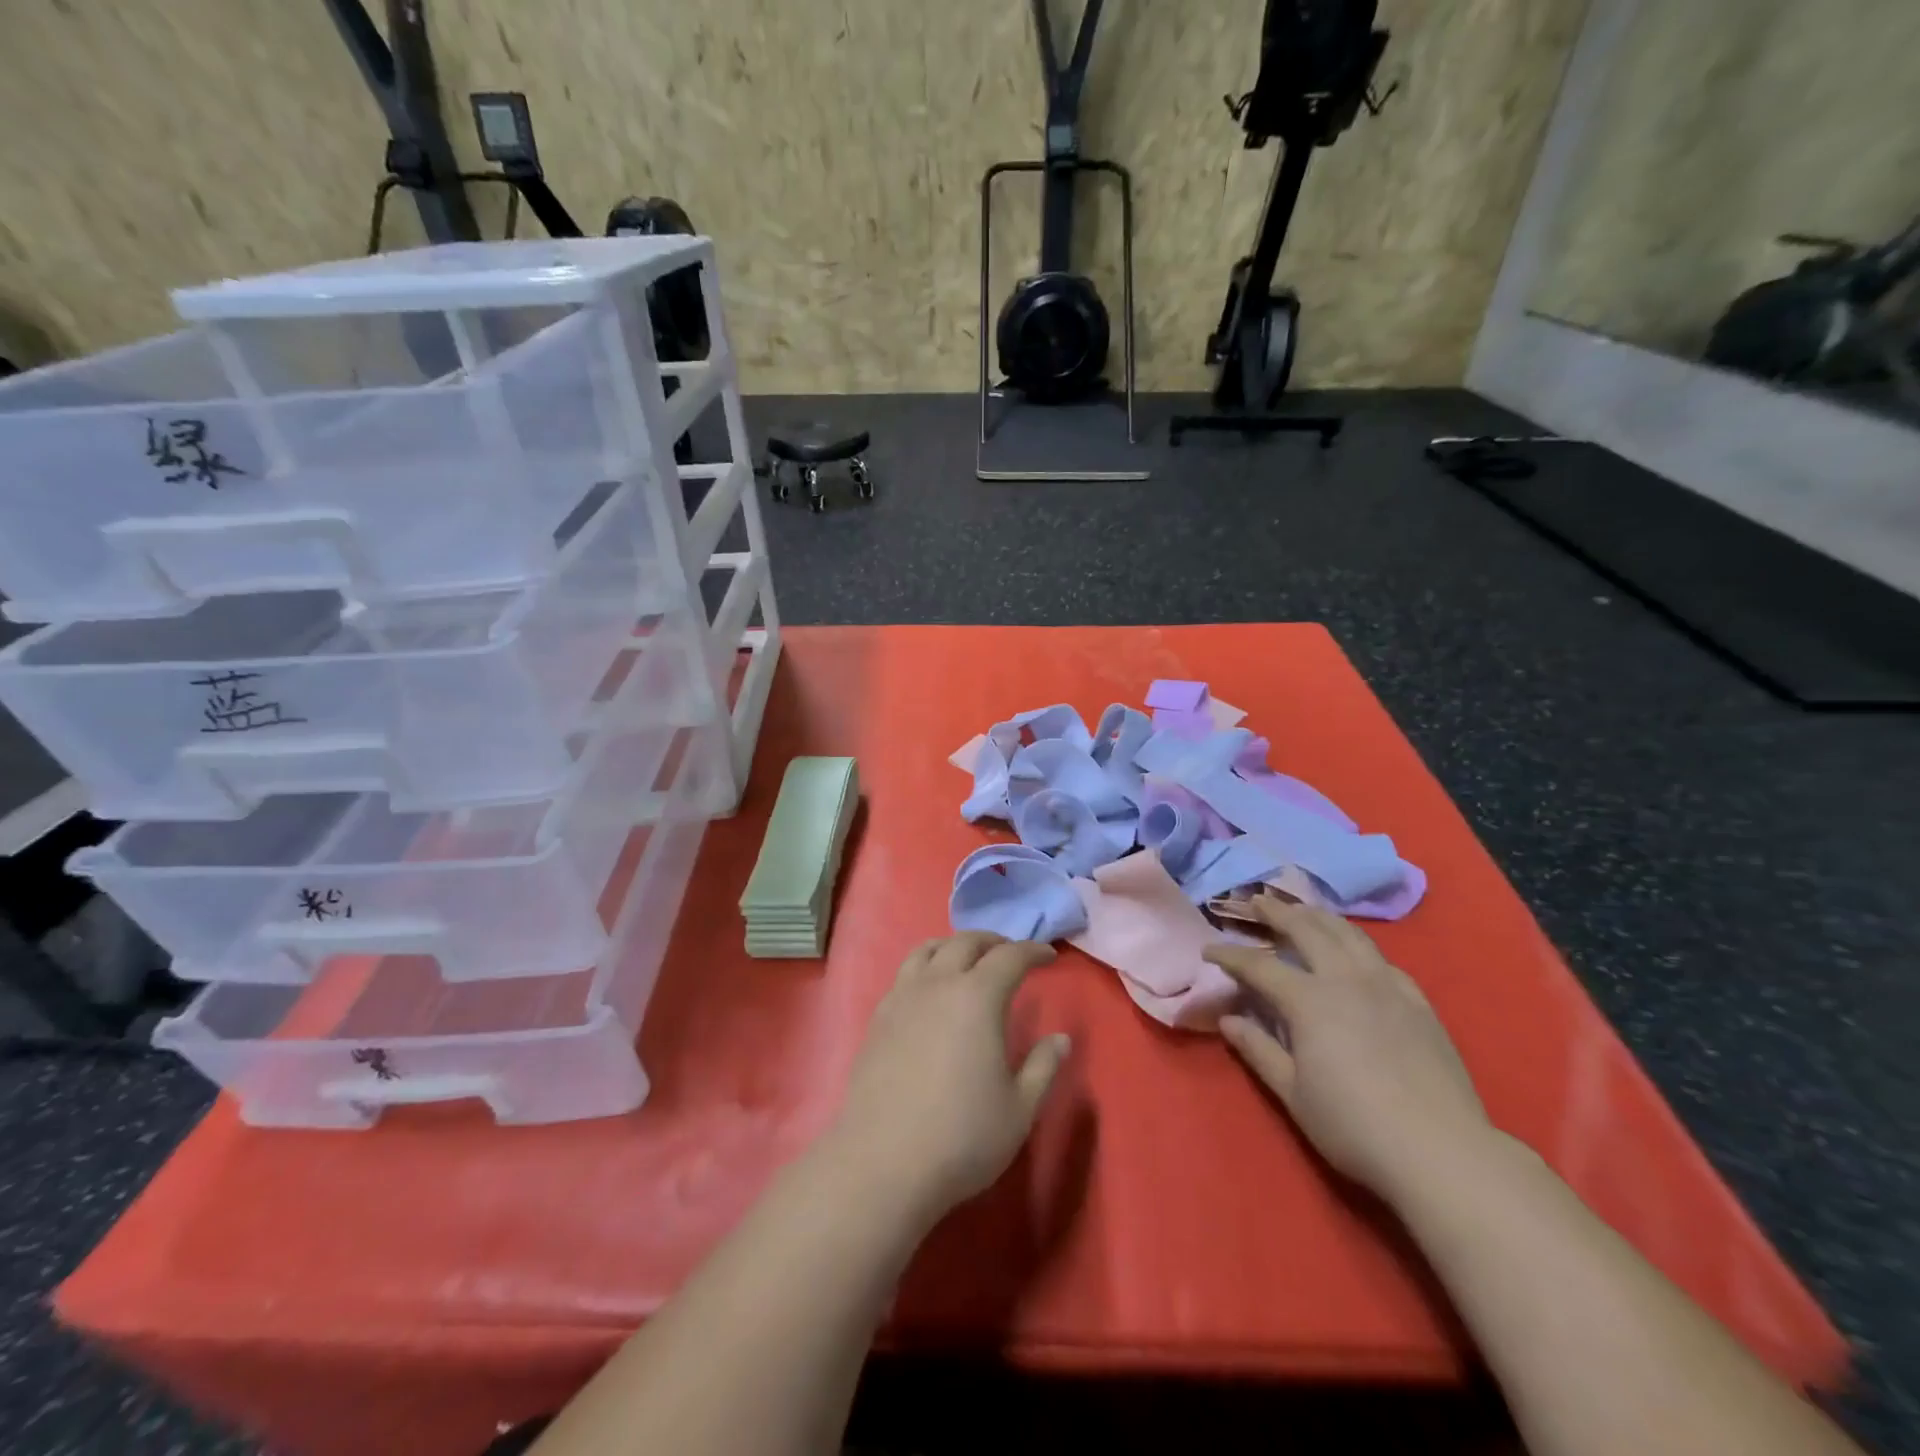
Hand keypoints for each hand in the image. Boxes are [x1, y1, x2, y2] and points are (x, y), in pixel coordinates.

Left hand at [829, 932, 1070, 1227]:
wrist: (883, 1163)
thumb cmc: (962, 1137)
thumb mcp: (1019, 1109)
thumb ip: (1043, 1067)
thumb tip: (1060, 1039)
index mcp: (978, 997)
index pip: (1010, 957)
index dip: (1033, 951)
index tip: (1049, 957)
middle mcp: (938, 984)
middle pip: (966, 942)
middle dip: (994, 942)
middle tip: (1011, 954)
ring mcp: (902, 997)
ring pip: (928, 949)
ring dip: (955, 946)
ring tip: (968, 959)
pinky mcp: (879, 1017)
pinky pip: (905, 972)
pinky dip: (926, 965)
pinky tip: (931, 990)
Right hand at [1204, 898, 1489, 1207]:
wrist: (1443, 1153)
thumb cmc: (1355, 1126)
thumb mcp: (1293, 1093)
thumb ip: (1258, 1050)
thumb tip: (1228, 1020)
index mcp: (1310, 1000)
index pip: (1259, 965)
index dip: (1230, 955)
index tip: (1207, 949)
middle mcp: (1346, 980)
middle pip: (1307, 930)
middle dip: (1277, 912)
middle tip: (1256, 901)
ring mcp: (1387, 987)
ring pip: (1348, 935)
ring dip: (1319, 917)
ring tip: (1303, 909)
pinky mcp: (1418, 1003)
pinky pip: (1381, 959)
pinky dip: (1358, 944)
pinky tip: (1354, 952)